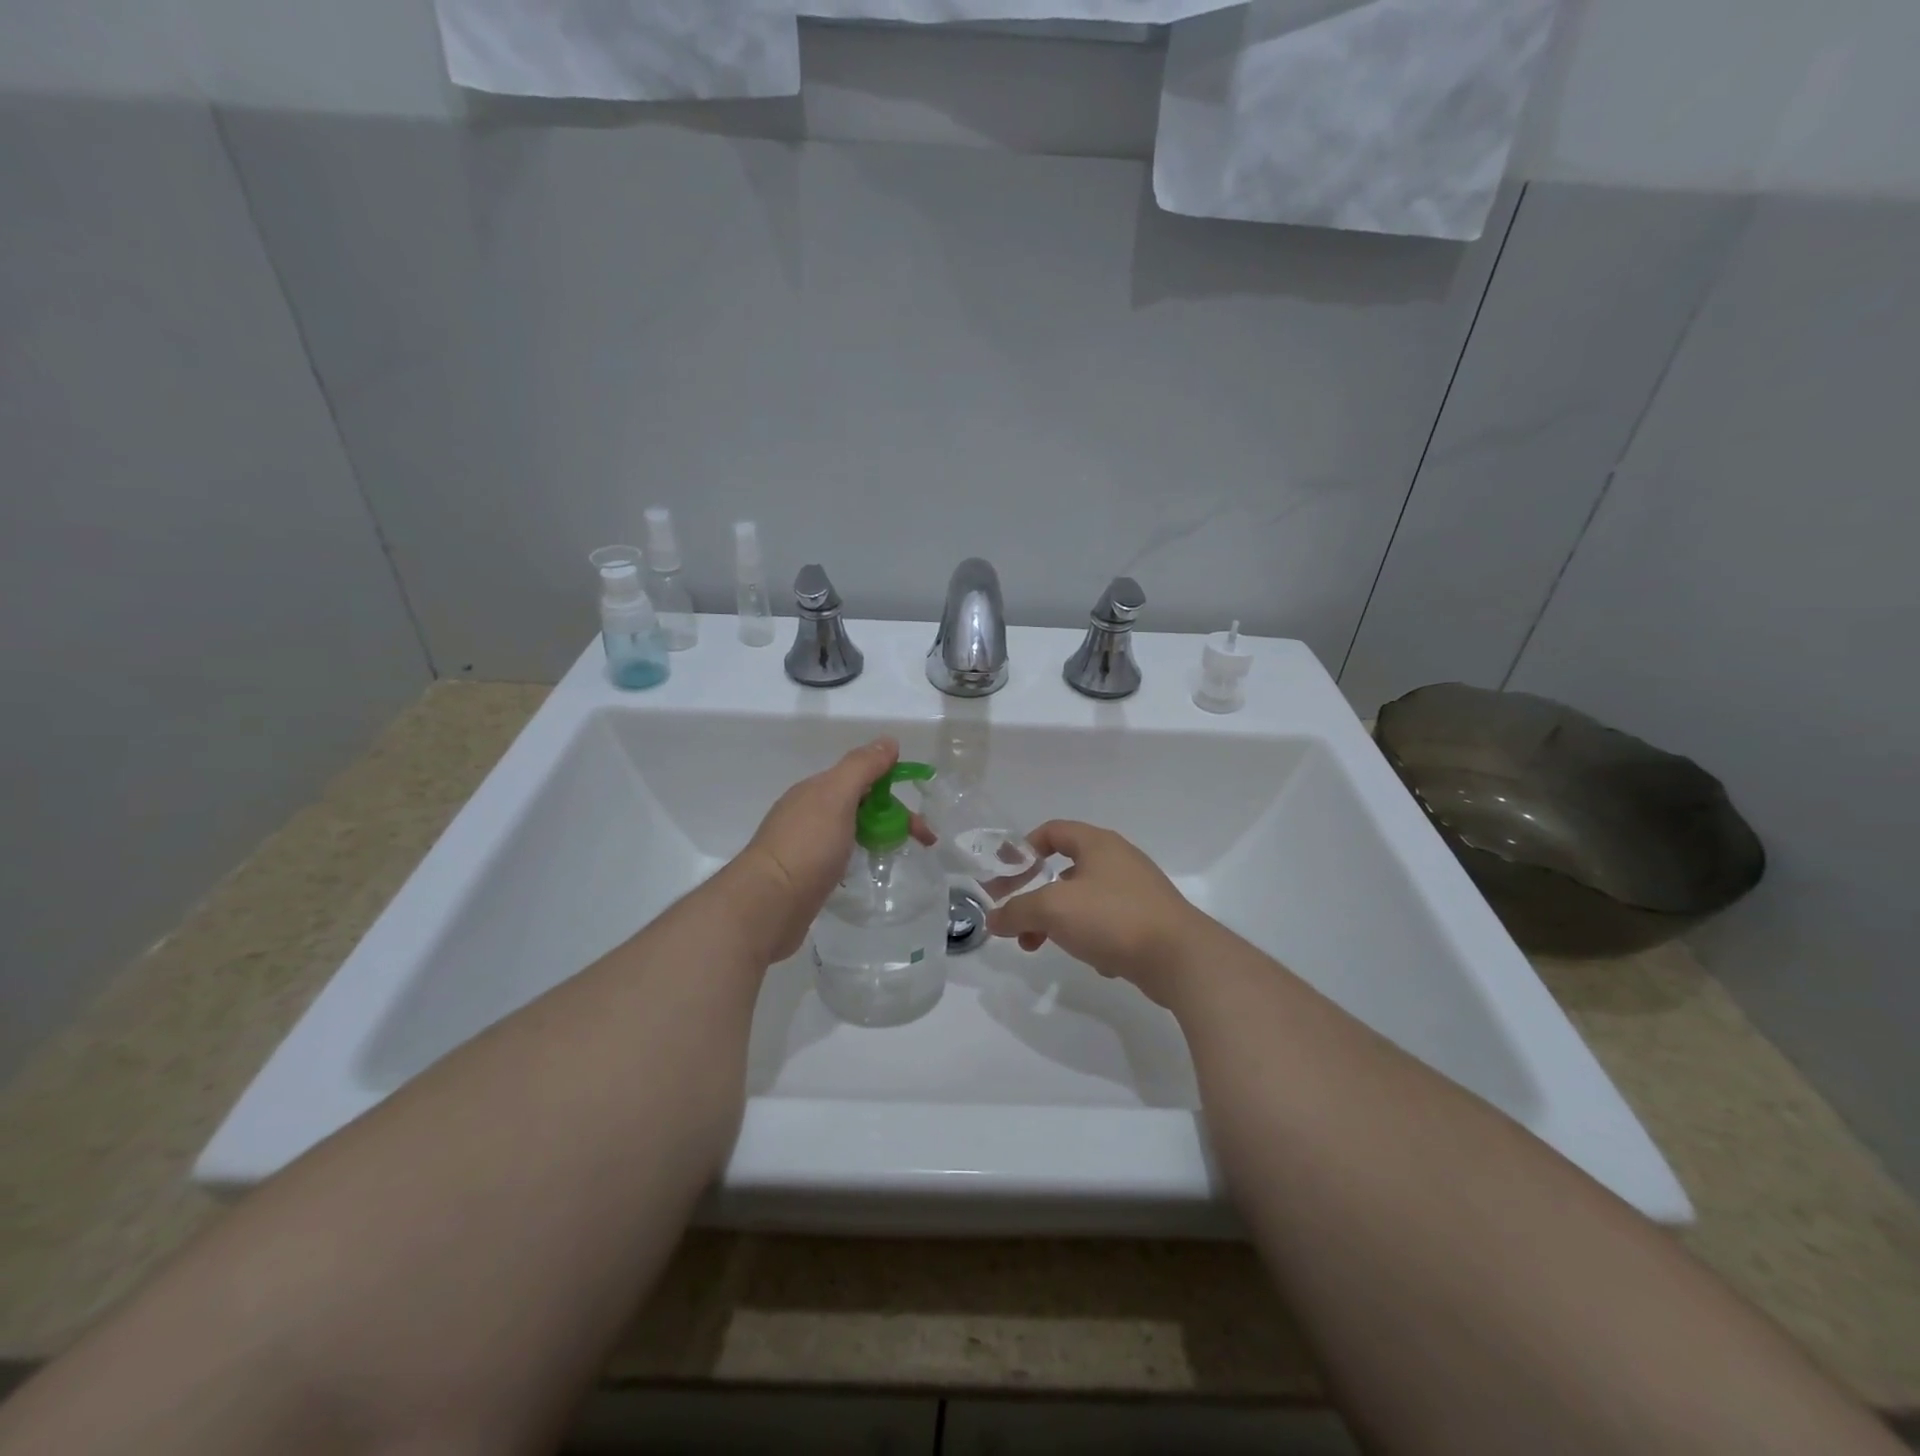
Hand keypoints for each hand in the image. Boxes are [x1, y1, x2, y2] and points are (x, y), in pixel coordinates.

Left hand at [733, 739, 931, 961]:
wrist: (767, 904)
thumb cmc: (807, 846)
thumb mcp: (837, 796)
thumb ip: (862, 767)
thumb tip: (888, 740)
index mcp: (816, 790)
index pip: (862, 778)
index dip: (893, 790)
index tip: (919, 814)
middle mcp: (808, 812)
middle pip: (859, 804)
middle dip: (891, 817)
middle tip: (921, 842)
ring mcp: (804, 845)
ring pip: (849, 831)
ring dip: (876, 836)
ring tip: (897, 856)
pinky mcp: (804, 875)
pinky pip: (839, 856)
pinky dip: (858, 857)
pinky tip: (865, 872)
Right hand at [986, 821, 1207, 1007]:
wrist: (1181, 959)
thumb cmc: (1112, 918)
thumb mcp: (1053, 909)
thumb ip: (1017, 911)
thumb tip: (993, 918)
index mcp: (1098, 844)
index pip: (1052, 831)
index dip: (1023, 849)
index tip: (1004, 876)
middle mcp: (1119, 860)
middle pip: (1064, 869)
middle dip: (1035, 896)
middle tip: (1017, 922)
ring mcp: (1137, 891)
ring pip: (1084, 900)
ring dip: (1058, 921)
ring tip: (1041, 947)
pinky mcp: (1149, 921)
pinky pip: (1108, 924)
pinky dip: (1092, 938)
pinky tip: (1093, 961)